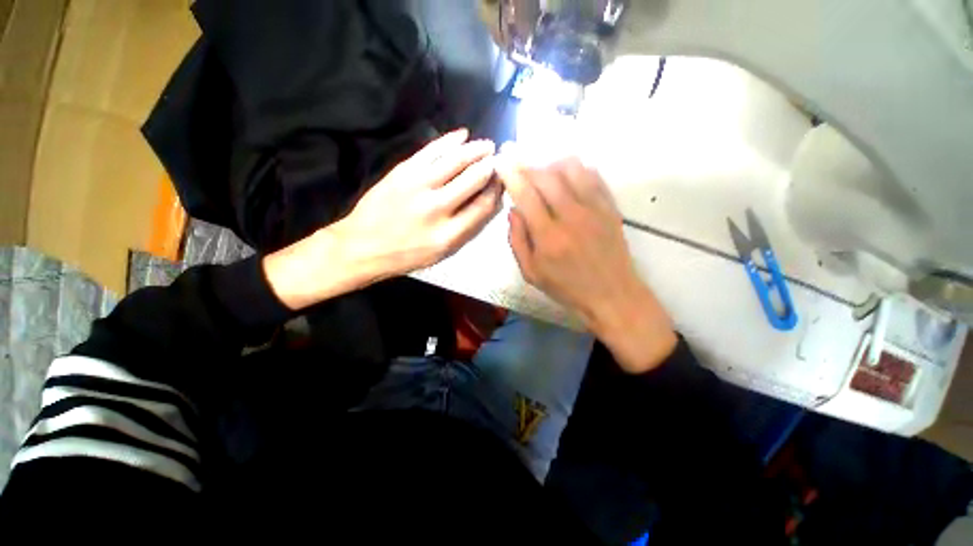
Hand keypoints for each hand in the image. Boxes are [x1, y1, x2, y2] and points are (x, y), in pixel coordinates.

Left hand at [264, 129, 501, 310]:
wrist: (362, 246)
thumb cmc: (405, 254)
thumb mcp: (441, 253)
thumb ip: (465, 228)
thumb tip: (486, 201)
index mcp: (449, 234)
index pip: (483, 206)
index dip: (497, 190)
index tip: (502, 181)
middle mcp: (437, 208)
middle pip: (474, 179)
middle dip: (491, 166)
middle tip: (500, 158)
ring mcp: (418, 186)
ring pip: (456, 160)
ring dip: (476, 149)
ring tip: (487, 145)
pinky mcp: (402, 171)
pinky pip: (431, 150)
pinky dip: (449, 140)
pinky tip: (462, 135)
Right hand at [497, 156, 677, 372]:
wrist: (612, 294)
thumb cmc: (567, 288)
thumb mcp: (531, 273)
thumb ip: (517, 240)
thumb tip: (513, 210)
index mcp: (548, 236)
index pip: (526, 194)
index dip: (511, 174)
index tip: (502, 161)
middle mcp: (572, 216)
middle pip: (547, 175)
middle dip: (528, 165)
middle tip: (518, 164)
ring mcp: (594, 208)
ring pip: (571, 168)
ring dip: (551, 164)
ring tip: (542, 172)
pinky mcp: (610, 207)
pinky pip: (593, 175)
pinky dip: (576, 169)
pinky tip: (567, 175)